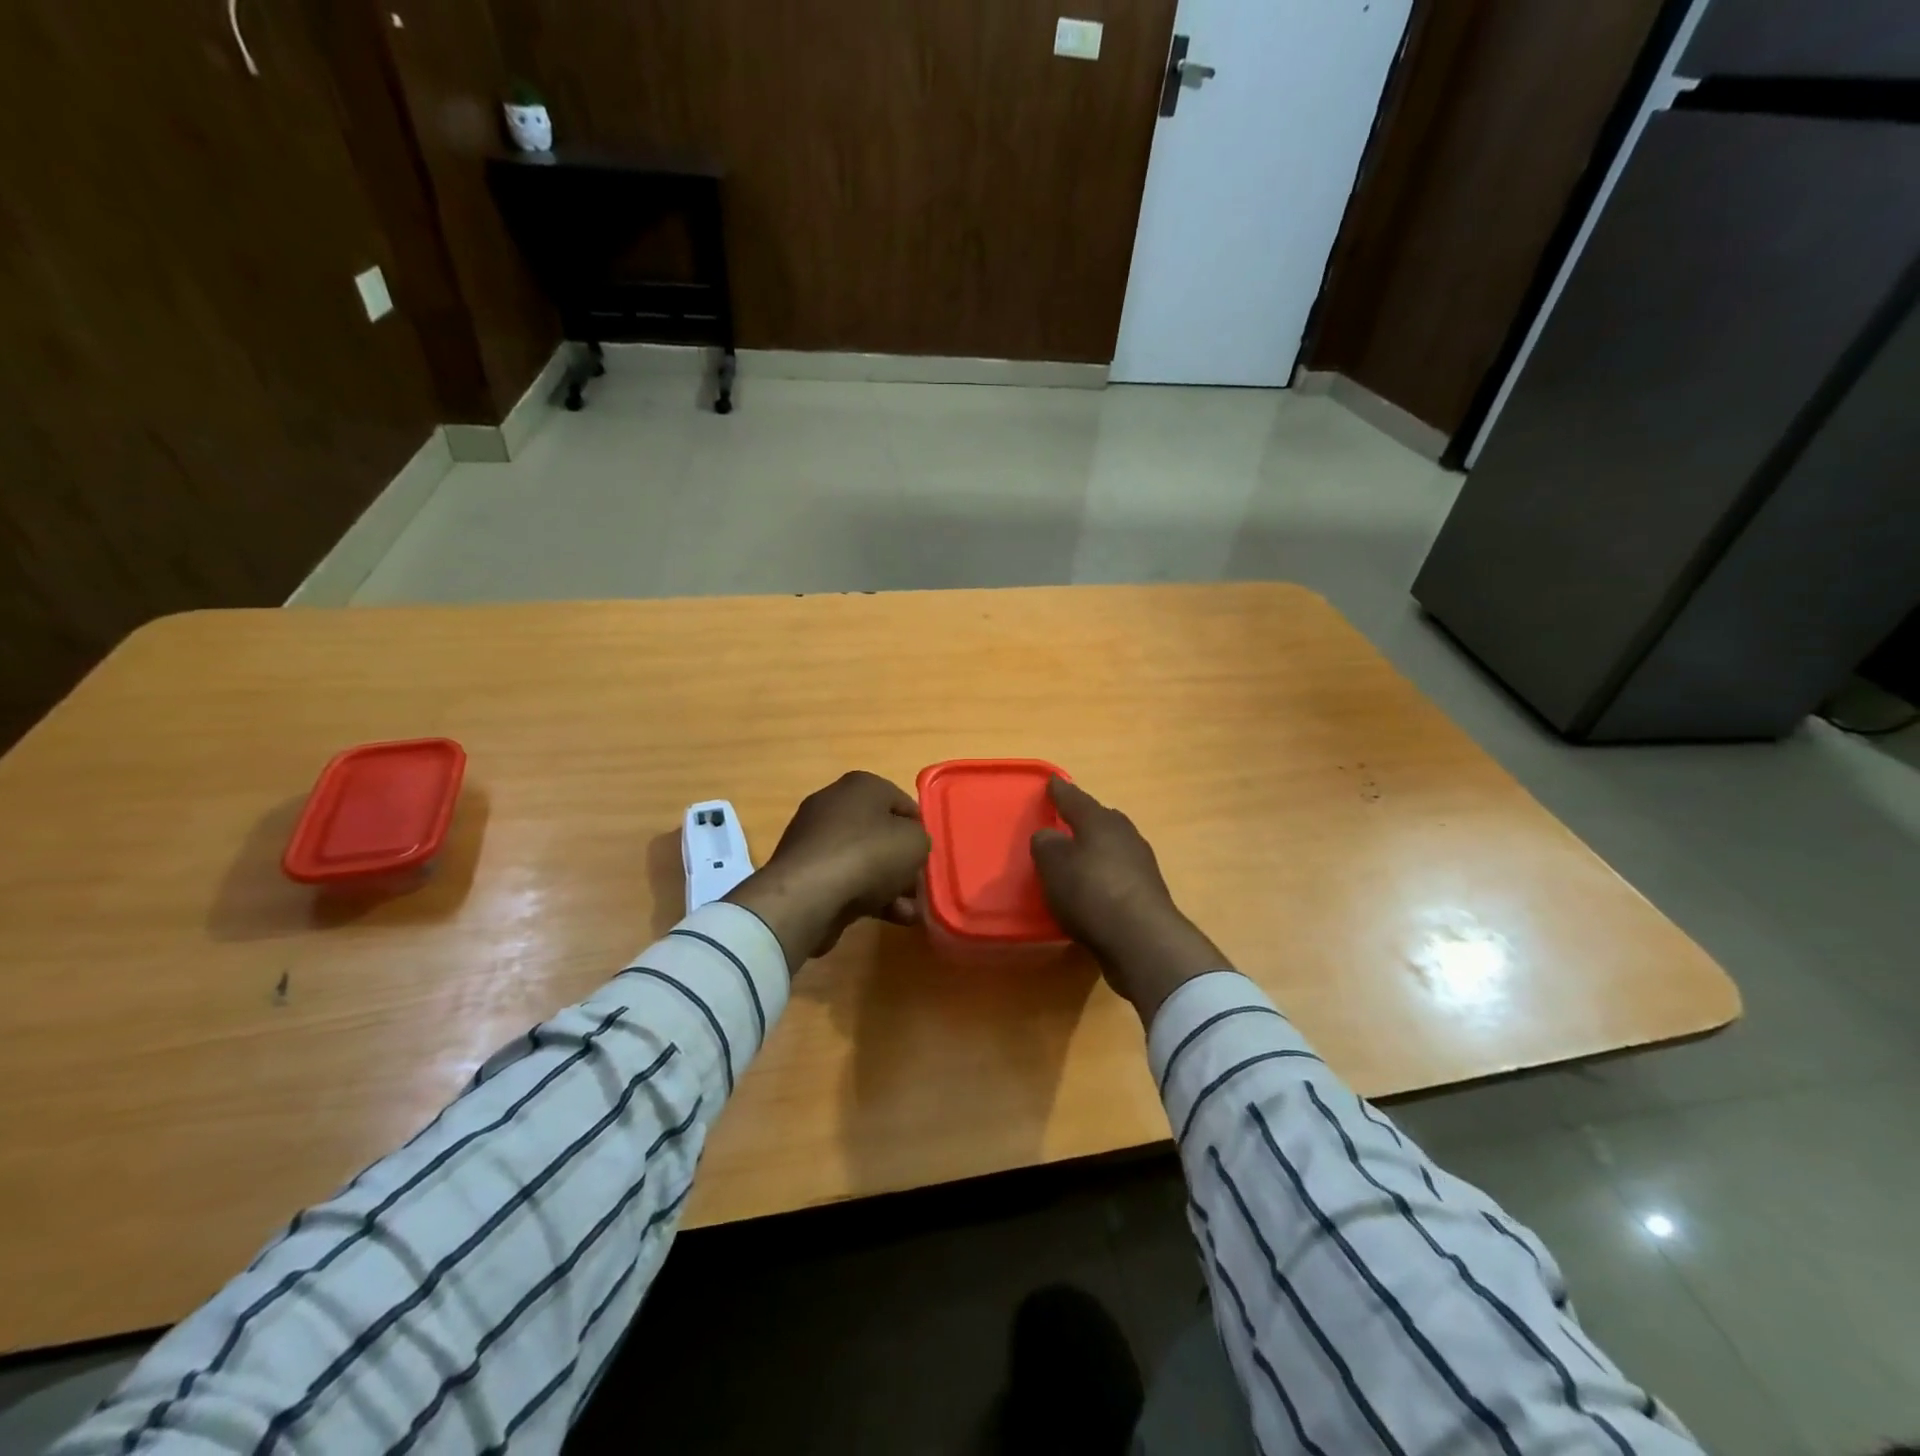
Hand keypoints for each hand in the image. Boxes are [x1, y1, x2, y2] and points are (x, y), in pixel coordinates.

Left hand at [724, 771, 930, 970]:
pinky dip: (867, 896)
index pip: (902, 802)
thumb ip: (920, 840)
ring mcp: (815, 839)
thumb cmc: (869, 855)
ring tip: (910, 912)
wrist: (808, 895)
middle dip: (903, 861)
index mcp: (861, 785)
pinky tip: (890, 918)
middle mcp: (834, 804)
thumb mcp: (916, 842)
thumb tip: (910, 847)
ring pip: (864, 860)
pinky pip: (845, 880)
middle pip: (881, 832)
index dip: (920, 829)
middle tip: (920, 886)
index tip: (930, 855)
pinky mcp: (804, 871)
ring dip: (890, 885)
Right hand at [1030, 778, 1227, 1023]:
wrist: (1141, 939)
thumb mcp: (1054, 865)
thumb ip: (1046, 844)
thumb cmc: (1091, 892)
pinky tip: (1094, 889)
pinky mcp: (1147, 893)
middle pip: (1100, 820)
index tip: (1052, 782)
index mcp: (1099, 821)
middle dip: (1083, 819)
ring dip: (1096, 849)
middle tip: (1066, 820)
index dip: (1060, 791)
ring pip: (1113, 846)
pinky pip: (1119, 874)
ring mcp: (1141, 864)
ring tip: (1078, 858)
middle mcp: (1124, 835)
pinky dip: (1105, 876)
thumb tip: (1049, 835)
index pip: (1074, 799)